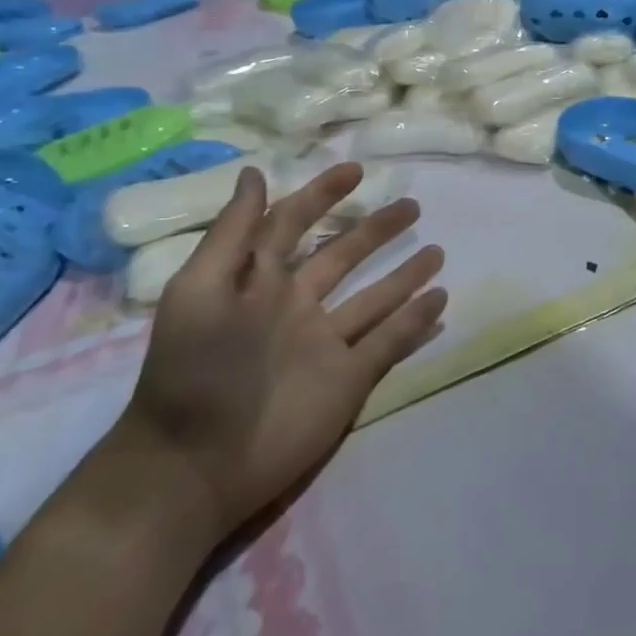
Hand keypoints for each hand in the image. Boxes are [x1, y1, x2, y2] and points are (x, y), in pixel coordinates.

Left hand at [108, 163, 446, 543]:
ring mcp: (327, 343)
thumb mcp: (199, 292)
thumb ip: (232, 234)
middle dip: (376, 230)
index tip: (356, 170)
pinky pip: (390, 342)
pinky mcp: (350, 379)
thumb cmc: (194, 372)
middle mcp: (298, 306)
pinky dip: (415, 321)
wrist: (195, 466)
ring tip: (438, 251)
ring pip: (376, 298)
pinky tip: (441, 299)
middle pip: (345, 257)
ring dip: (406, 274)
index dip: (321, 195)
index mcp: (260, 284)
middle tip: (413, 205)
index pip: (294, 225)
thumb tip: (255, 172)